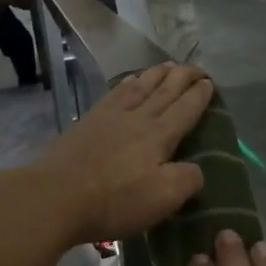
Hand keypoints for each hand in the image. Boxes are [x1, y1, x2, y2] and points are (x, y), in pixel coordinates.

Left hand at [29, 62, 212, 243]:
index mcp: (159, 136)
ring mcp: (110, 117)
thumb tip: (196, 169)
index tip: (210, 82)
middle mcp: (137, 118)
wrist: (56, 196)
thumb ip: (187, 179)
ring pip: (140, 87)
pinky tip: (130, 80)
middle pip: (165, 90)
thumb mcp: (163, 198)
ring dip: (157, 74)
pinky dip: (127, 83)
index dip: (200, 95)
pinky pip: (114, 94)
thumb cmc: (114, 200)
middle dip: (183, 76)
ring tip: (168, 65)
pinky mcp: (87, 123)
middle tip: (196, 67)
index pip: (186, 109)